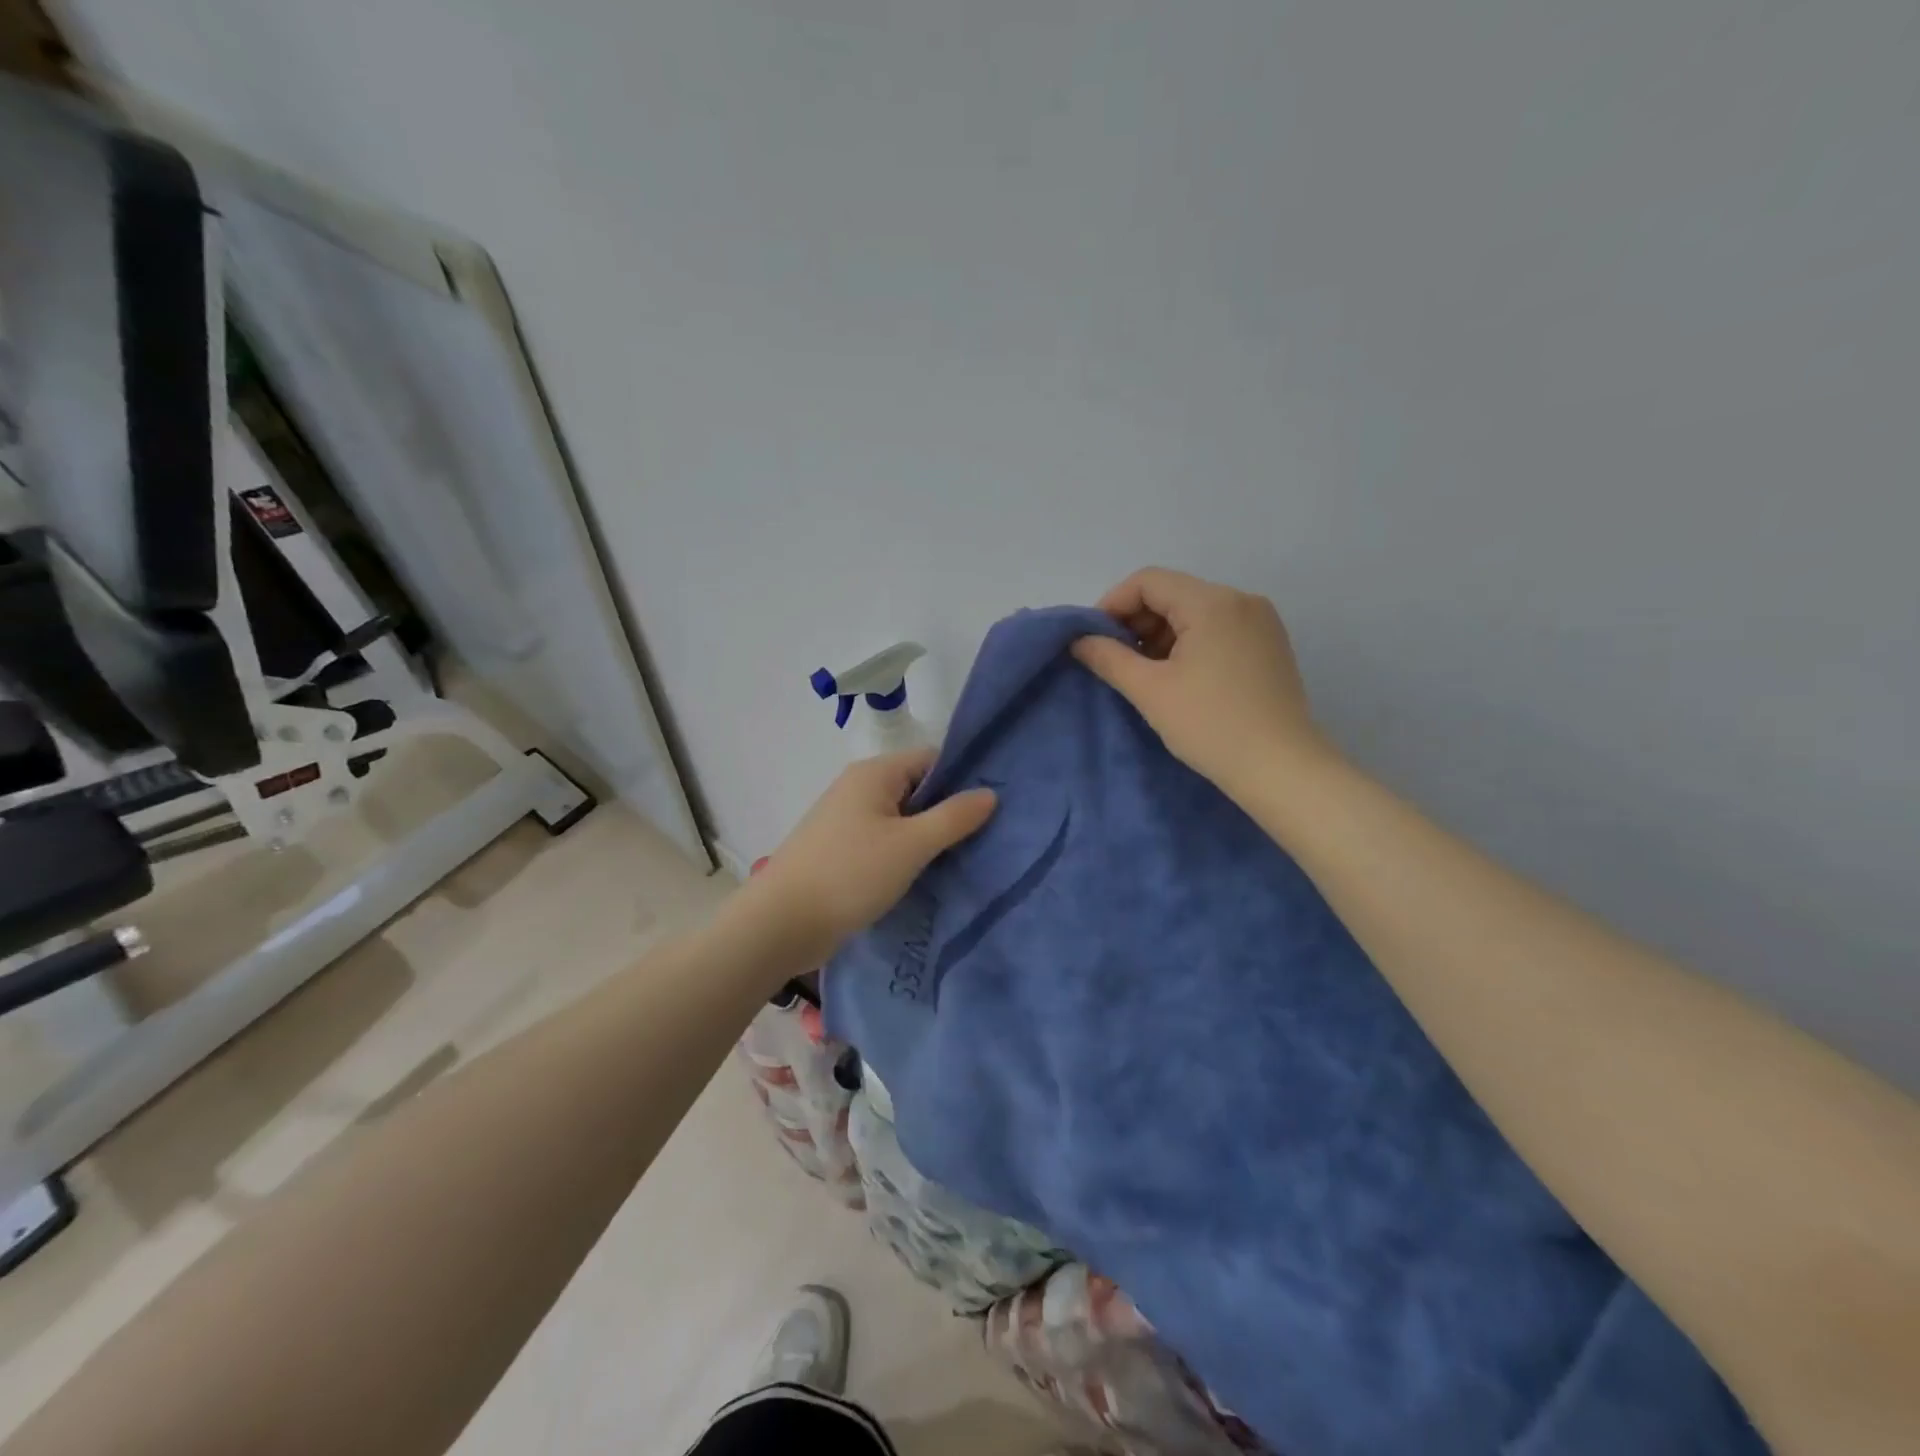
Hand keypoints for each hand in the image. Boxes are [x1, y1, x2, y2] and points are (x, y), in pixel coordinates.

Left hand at [747, 748, 996, 965]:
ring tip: (964, 860)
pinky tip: (928, 876)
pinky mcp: (841, 851)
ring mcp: (847, 820)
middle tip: (987, 838)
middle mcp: (859, 788)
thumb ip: (953, 817)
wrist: (781, 923)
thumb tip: (990, 793)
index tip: (993, 807)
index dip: (963, 778)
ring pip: (901, 819)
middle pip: (917, 788)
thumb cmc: (850, 874)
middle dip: (949, 811)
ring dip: (928, 837)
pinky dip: (906, 854)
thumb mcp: (911, 845)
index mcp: (874, 774)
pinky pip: (885, 842)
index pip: (931, 760)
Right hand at [1073, 567, 1332, 798]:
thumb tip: (1079, 640)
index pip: (1148, 581)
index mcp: (1212, 602)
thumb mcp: (1150, 691)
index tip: (1093, 640)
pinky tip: (1177, 677)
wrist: (1281, 768)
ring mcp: (1260, 622)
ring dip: (1160, 634)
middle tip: (1114, 660)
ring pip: (1194, 612)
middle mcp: (1241, 600)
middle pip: (1173, 593)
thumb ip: (1108, 658)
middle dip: (1136, 621)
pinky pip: (1217, 629)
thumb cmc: (1210, 725)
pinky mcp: (1269, 645)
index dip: (1112, 604)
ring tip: (1143, 673)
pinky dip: (1188, 643)